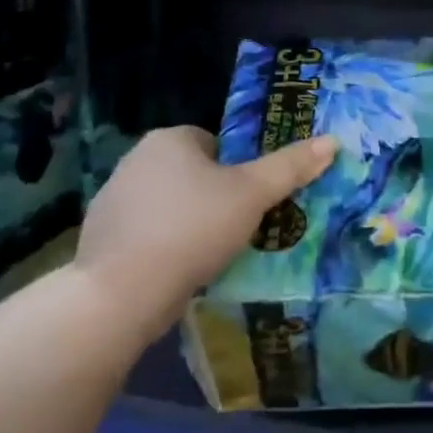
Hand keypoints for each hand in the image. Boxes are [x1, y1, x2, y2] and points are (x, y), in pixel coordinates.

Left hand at [75, 126, 336, 335]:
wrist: (121, 293)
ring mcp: (112, 200)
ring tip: (211, 256)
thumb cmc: (193, 229)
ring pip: (168, 205)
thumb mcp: (252, 195)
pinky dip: (161, 248)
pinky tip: (177, 273)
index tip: (250, 201)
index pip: (215, 144)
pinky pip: (145, 235)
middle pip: (192, 173)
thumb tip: (332, 141)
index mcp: (168, 139)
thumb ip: (290, 167)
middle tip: (238, 229)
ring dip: (187, 224)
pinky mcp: (100, 238)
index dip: (237, 171)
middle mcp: (135, 159)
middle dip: (213, 198)